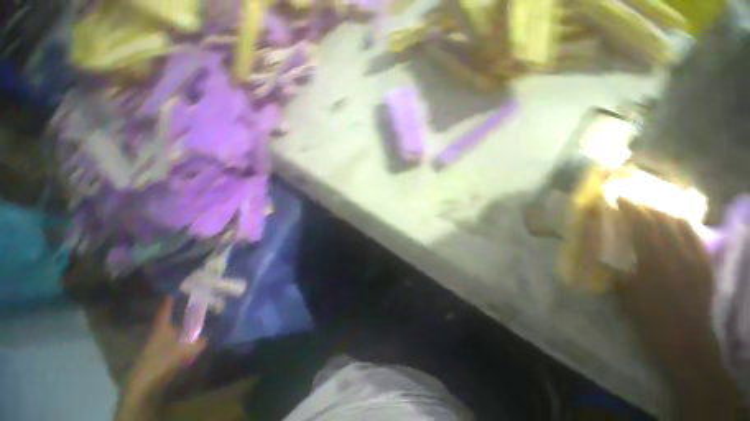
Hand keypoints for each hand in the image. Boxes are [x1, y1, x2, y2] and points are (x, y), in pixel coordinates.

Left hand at [126, 297, 206, 399]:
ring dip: (176, 333)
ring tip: (188, 332)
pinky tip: (182, 349)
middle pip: (166, 324)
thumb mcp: (187, 350)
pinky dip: (174, 344)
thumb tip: (206, 337)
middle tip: (188, 315)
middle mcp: (156, 334)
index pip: (165, 312)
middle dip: (176, 319)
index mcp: (162, 328)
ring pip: (166, 336)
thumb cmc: (164, 360)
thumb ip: (199, 342)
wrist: (144, 383)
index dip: (168, 304)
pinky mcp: (153, 358)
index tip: (170, 295)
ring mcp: (153, 347)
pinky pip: (166, 346)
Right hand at [616, 199, 738, 417]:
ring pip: (682, 227)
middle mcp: (676, 255)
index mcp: (653, 262)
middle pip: (662, 223)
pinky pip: (696, 239)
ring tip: (656, 205)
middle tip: (636, 197)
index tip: (620, 196)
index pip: (640, 227)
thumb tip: (605, 256)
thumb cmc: (651, 320)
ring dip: (667, 213)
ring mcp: (694, 260)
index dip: (630, 210)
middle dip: (648, 207)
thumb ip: (618, 272)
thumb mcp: (626, 297)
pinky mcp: (705, 266)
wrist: (687, 341)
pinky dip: (686, 227)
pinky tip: (680, 223)